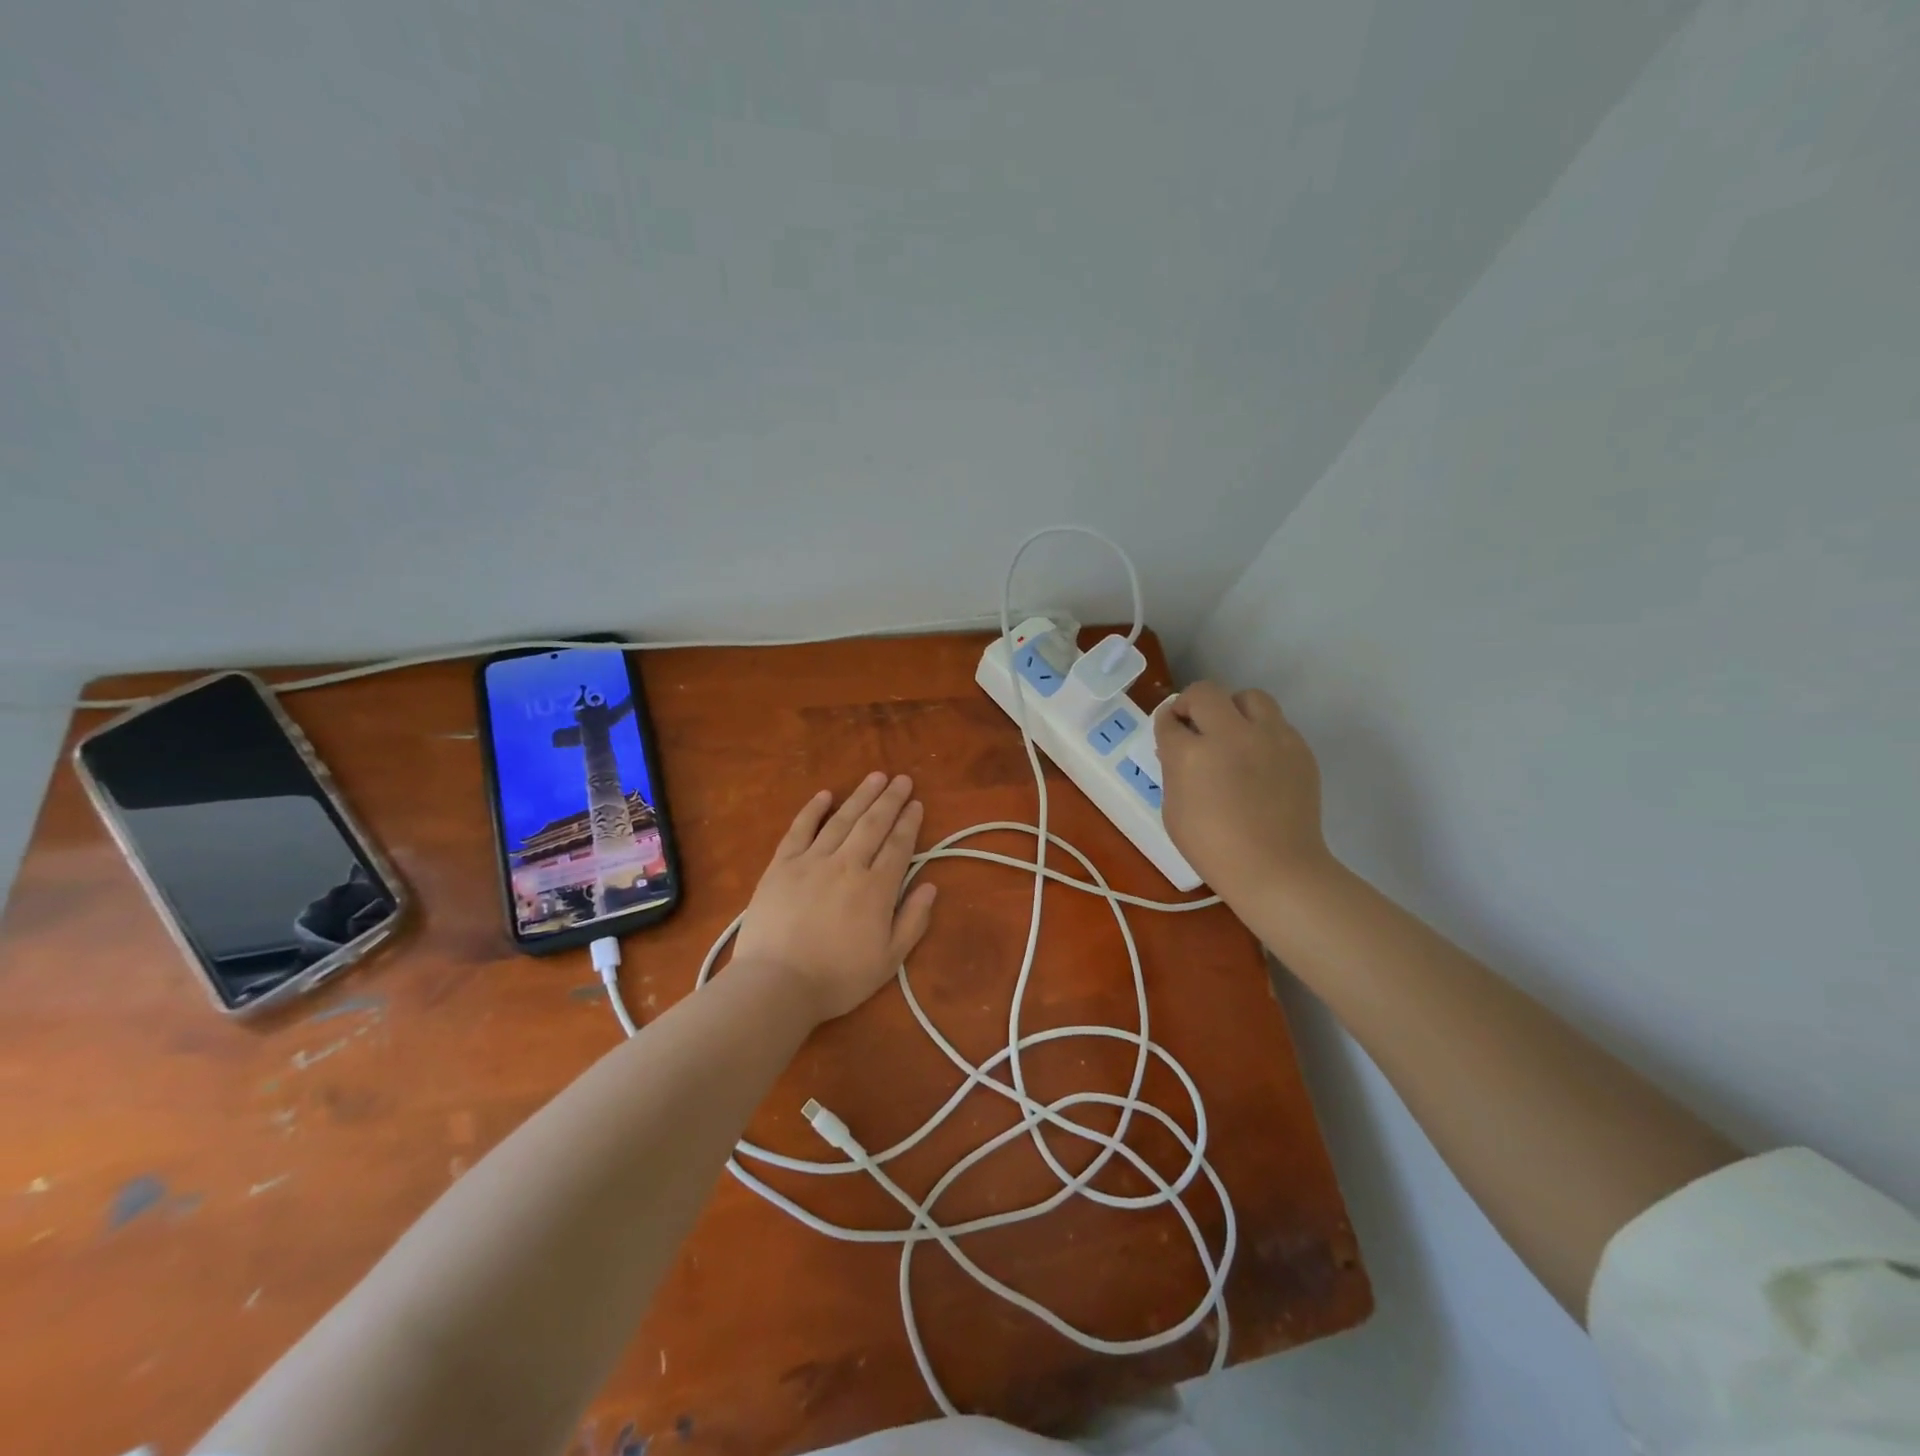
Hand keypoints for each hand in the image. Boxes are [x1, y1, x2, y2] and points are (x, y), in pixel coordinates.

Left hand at [732, 772, 938, 1023]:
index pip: (899, 845)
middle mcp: (847, 864)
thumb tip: (930, 886)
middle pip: (873, 824)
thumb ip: (913, 920)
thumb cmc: (837, 978)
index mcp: (876, 888)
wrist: (776, 984)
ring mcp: (812, 861)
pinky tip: (825, 794)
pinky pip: (800, 829)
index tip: (916, 803)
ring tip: (875, 777)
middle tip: (902, 779)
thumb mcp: (889, 960)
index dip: (909, 822)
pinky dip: (813, 810)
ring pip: (842, 820)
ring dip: (861, 796)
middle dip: (890, 799)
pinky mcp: (781, 865)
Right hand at [1154, 682, 1335, 905]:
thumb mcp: (1174, 810)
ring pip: (1248, 697)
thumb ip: (1174, 770)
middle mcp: (1230, 735)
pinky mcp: (1298, 747)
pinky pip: (1276, 723)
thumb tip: (1179, 749)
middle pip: (1205, 692)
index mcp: (1191, 753)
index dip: (1166, 723)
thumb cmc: (1213, 849)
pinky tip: (1259, 760)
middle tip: (1194, 725)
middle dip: (1192, 704)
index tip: (1170, 731)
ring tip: (1232, 734)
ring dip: (1233, 709)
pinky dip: (1261, 733)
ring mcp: (1270, 737)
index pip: (1170, 719)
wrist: (1276, 869)